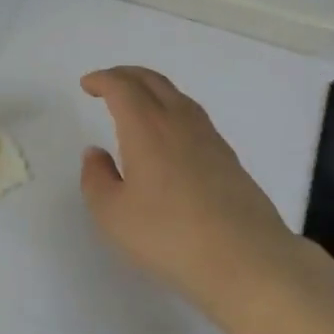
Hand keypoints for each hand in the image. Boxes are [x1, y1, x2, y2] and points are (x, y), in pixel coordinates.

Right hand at [79, 67, 296, 311]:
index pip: (122, 87)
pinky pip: (193, 115)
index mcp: (146, 127)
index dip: (102, 80)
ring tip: (137, 103)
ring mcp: (208, 137)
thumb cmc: (170, 235)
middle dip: (126, 75)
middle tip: (108, 83)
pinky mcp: (227, 157)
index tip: (88, 85)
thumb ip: (97, 178)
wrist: (245, 258)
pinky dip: (172, 109)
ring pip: (176, 95)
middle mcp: (178, 121)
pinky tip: (170, 134)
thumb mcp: (113, 215)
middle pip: (151, 81)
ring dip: (151, 89)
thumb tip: (96, 153)